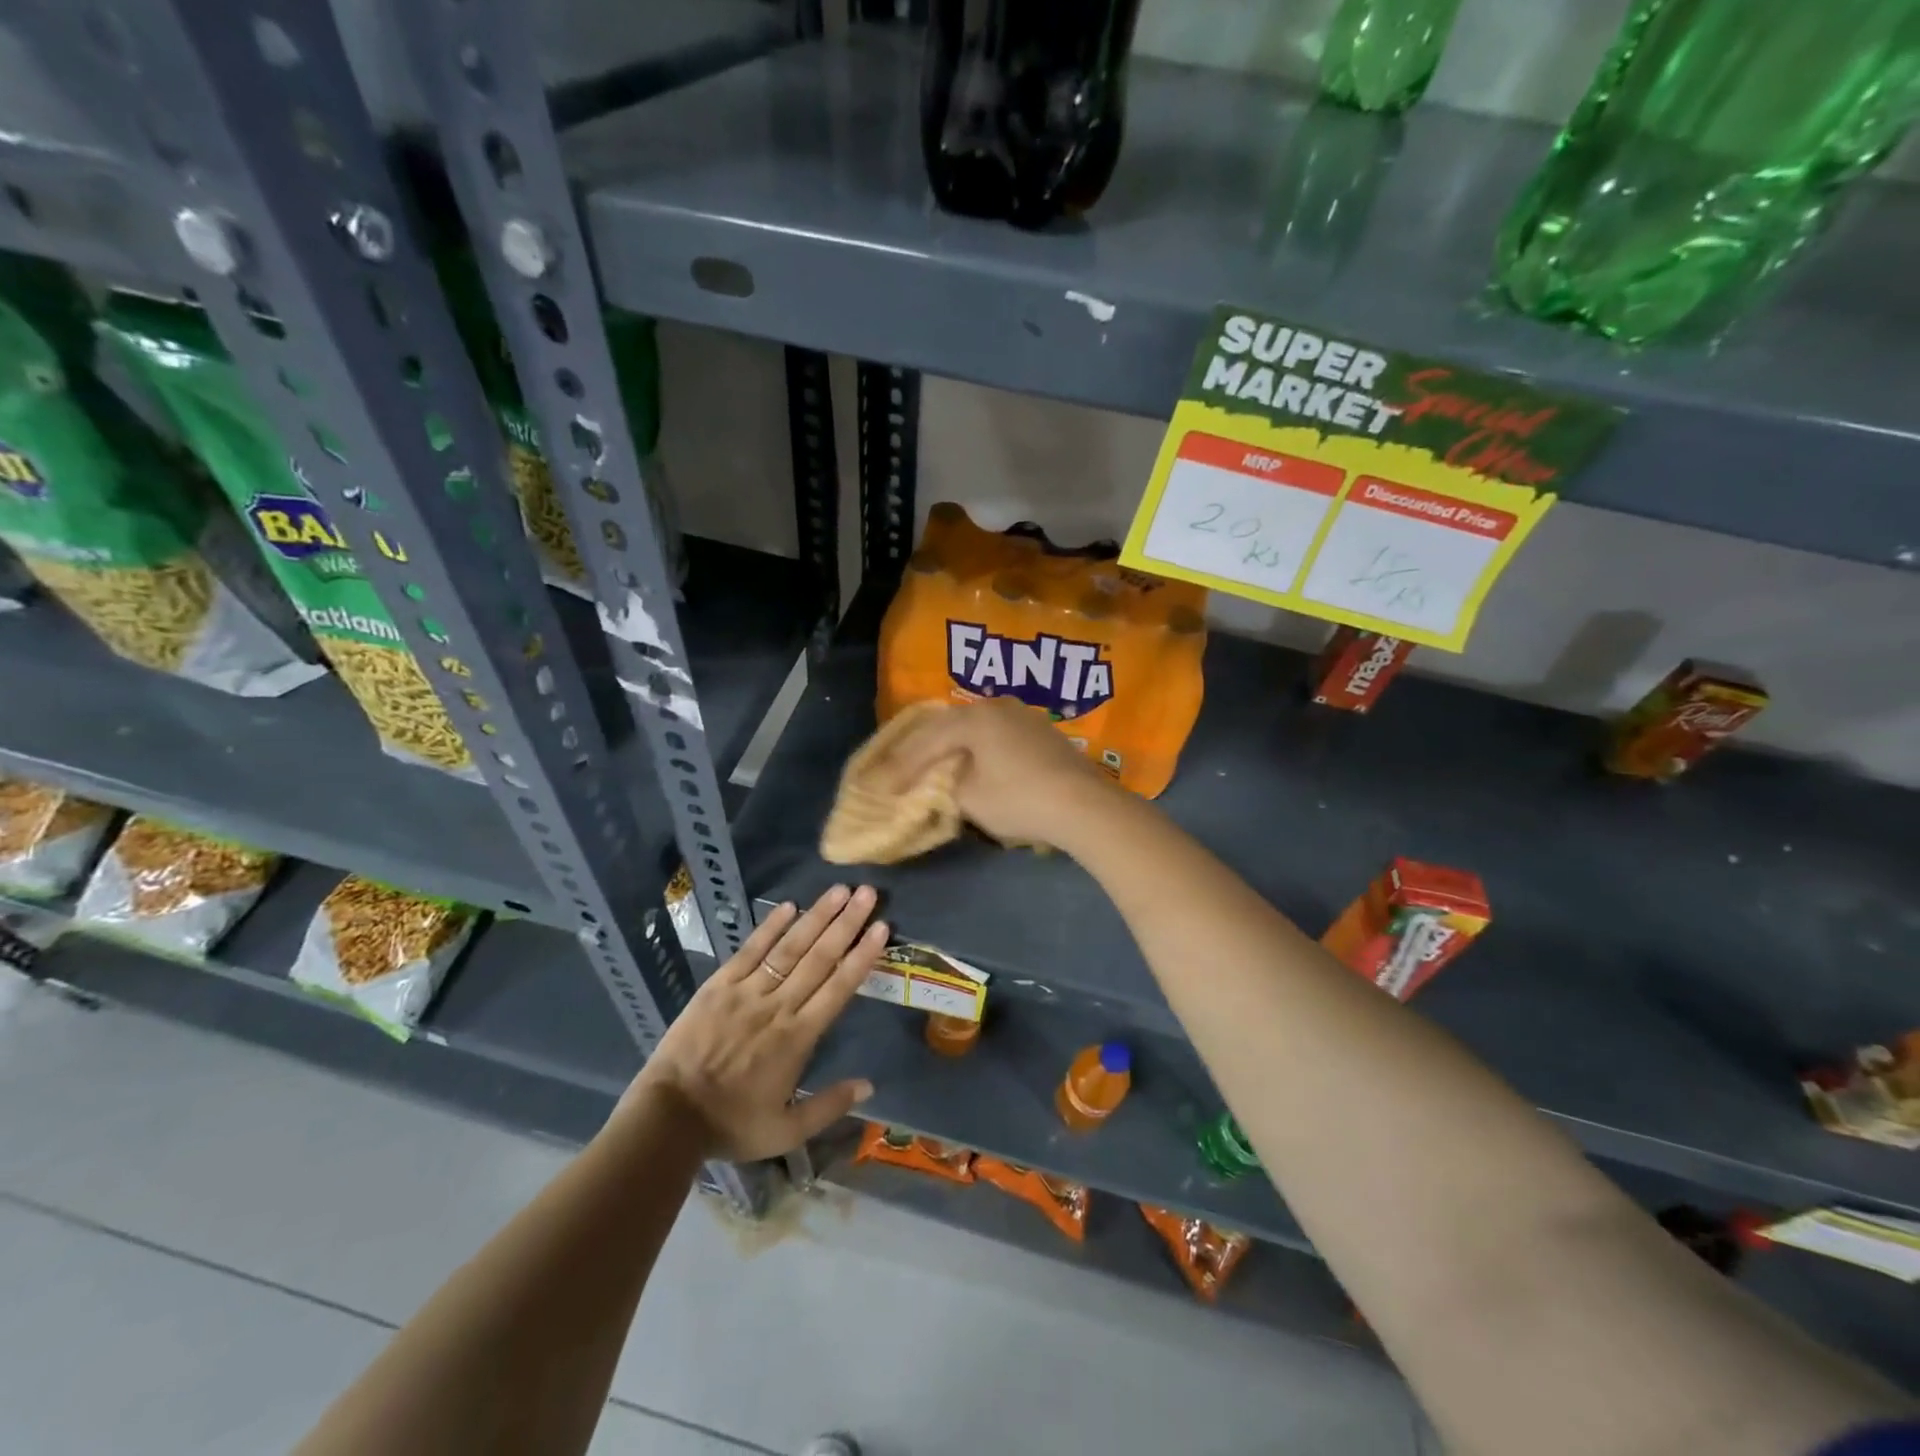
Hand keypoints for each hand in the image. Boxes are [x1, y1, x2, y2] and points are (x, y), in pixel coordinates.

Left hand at [634, 886, 886, 1160]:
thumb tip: (869, 1086)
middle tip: (868, 893)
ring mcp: (747, 992)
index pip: (838, 988)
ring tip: (839, 890)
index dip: (861, 956)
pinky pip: (749, 951)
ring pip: (789, 948)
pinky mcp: (718, 986)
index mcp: (798, 1038)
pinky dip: (769, 928)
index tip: (881, 928)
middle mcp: (778, 1006)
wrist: (668, 1118)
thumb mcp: (785, 1132)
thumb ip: (828, 1106)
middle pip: (819, 958)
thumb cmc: (730, 1124)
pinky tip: (788, 906)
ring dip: (816, 917)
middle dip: (846, 924)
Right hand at [873, 698, 1112, 847]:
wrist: (1084, 805)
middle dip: (923, 750)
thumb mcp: (970, 798)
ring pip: (975, 730)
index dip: (901, 765)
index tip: (880, 785)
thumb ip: (947, 785)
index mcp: (974, 717)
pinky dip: (978, 751)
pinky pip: (997, 737)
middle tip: (898, 767)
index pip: (927, 740)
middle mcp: (997, 706)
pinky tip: (972, 763)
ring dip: (952, 748)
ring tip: (930, 763)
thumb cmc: (1019, 799)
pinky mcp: (1042, 733)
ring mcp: (1024, 716)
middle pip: (950, 727)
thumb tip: (948, 781)